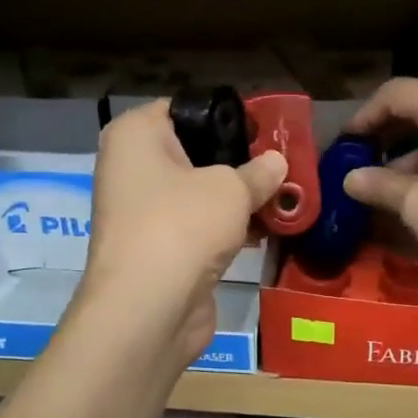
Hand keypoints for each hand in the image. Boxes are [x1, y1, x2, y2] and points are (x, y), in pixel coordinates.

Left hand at [81, 99, 286, 364]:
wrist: (148, 309)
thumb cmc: (183, 226)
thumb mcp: (231, 189)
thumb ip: (259, 171)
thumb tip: (277, 163)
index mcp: (135, 136)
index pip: (184, 108)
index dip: (226, 116)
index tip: (266, 128)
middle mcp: (132, 169)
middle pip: (195, 153)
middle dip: (239, 161)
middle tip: (283, 164)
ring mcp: (144, 213)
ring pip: (200, 194)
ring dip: (238, 199)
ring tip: (285, 197)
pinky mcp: (160, 250)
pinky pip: (200, 227)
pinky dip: (228, 229)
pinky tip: (266, 231)